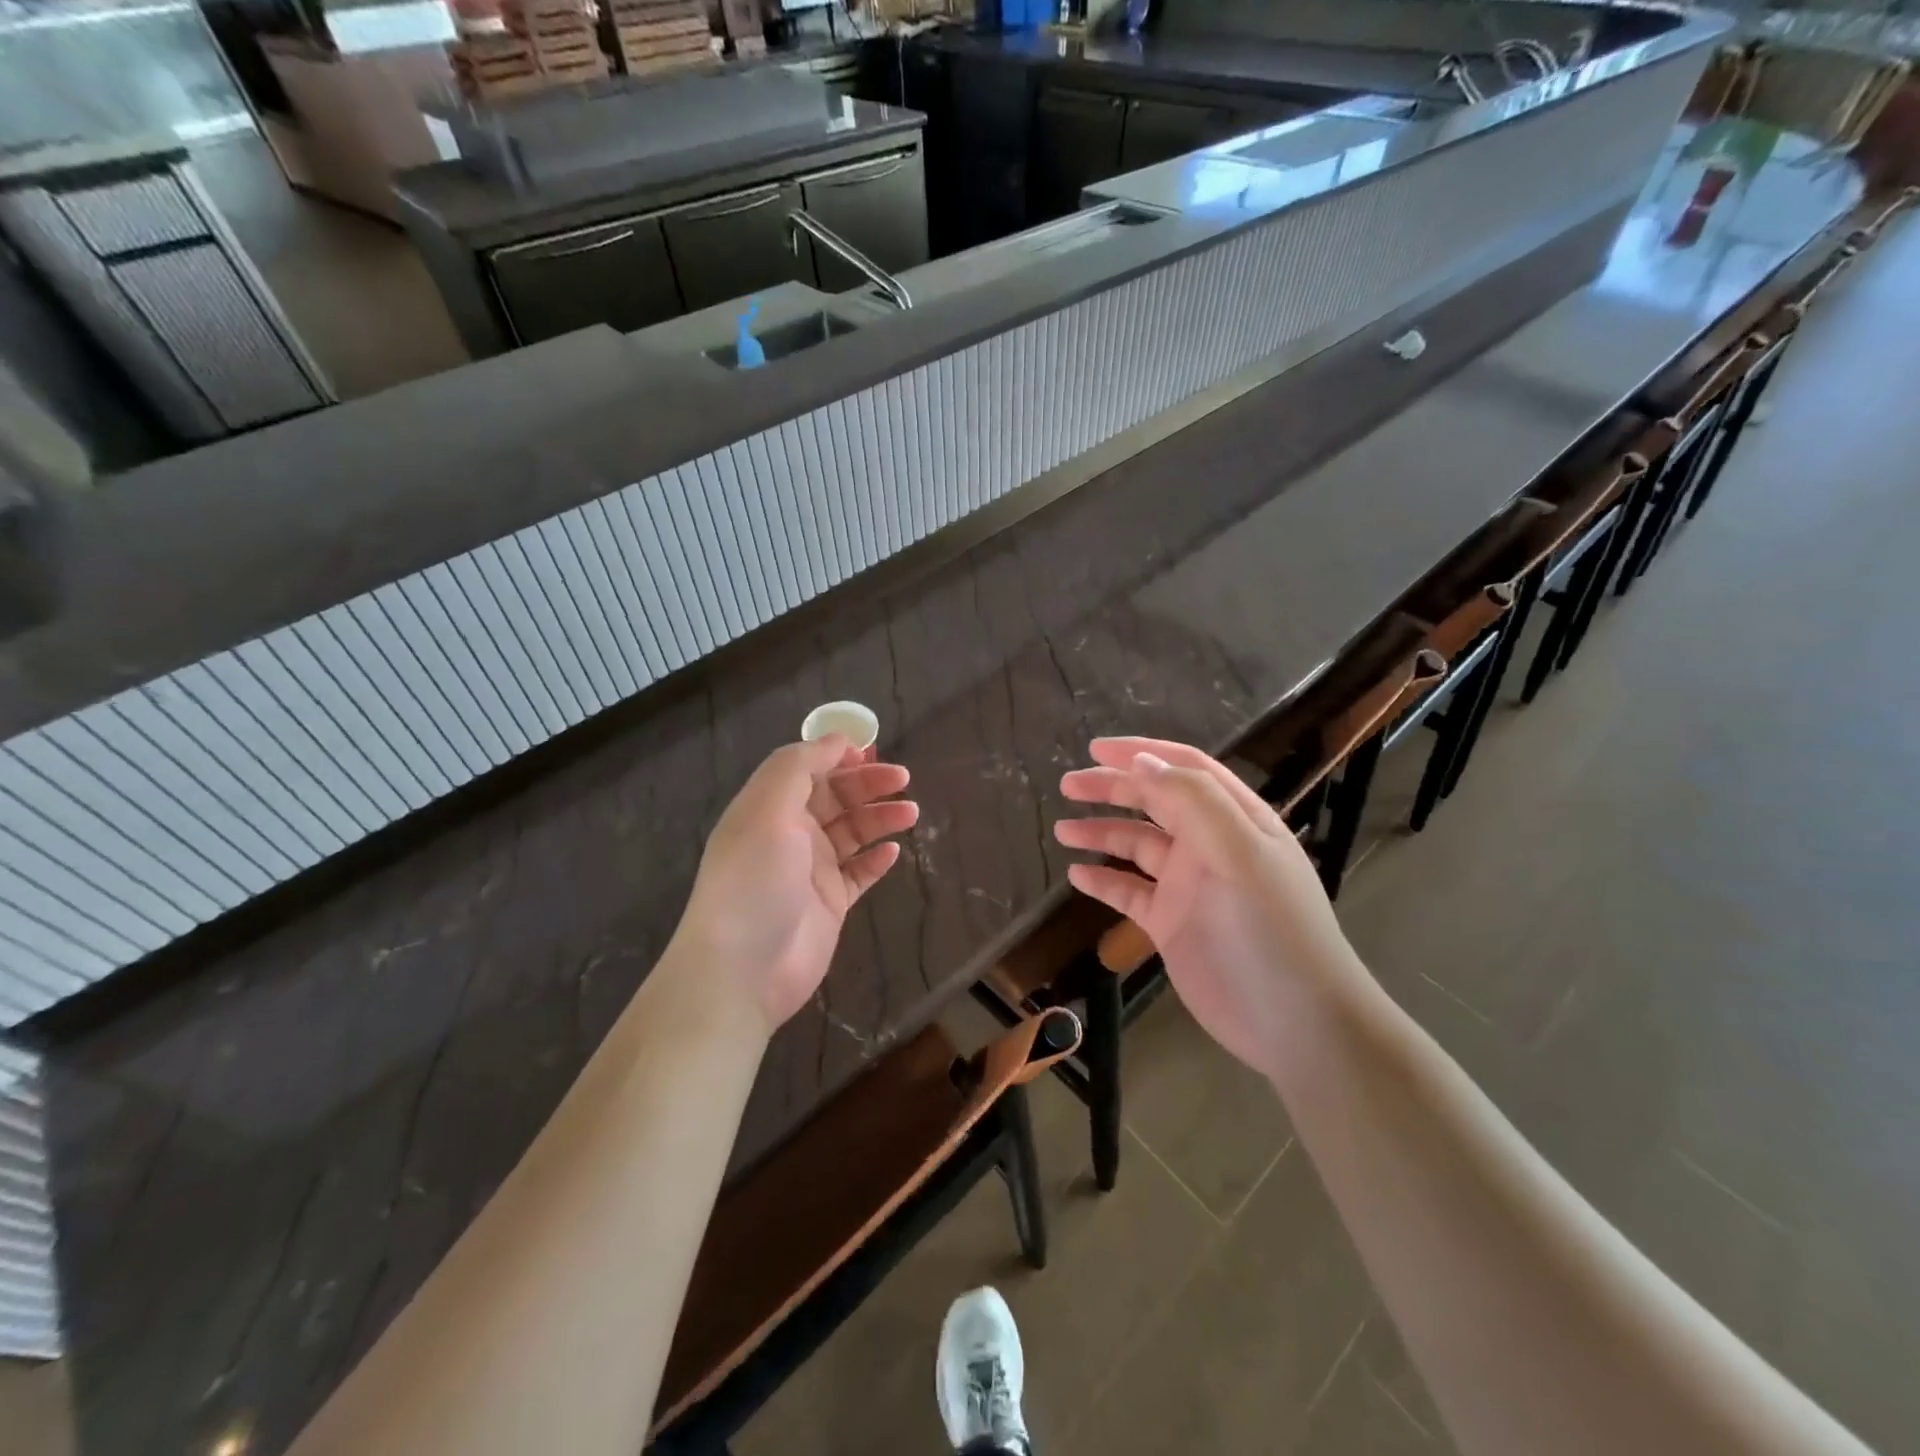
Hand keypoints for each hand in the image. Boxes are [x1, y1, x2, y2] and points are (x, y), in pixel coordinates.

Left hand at [677, 735, 917, 1033]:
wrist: (742, 969)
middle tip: (902, 779)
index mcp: (769, 806)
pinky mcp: (829, 903)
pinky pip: (859, 873)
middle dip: (867, 784)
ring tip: (911, 814)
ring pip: (852, 833)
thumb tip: (837, 740)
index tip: (872, 750)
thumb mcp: (769, 809)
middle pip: (834, 797)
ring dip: (880, 818)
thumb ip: (800, 766)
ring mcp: (810, 870)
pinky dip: (876, 859)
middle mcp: (789, 833)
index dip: (838, 755)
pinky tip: (894, 852)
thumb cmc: (754, 880)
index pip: (807, 768)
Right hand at [1056, 737, 1363, 1077]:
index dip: (1142, 752)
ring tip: (1062, 830)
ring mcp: (1190, 886)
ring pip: (1138, 845)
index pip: (1185, 769)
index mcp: (1235, 819)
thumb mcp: (1238, 854)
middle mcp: (1211, 845)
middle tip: (1068, 785)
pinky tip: (1078, 876)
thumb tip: (1143, 762)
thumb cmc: (1270, 930)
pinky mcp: (1172, 924)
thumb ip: (1192, 802)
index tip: (1096, 747)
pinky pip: (1131, 892)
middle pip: (1155, 802)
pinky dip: (1104, 880)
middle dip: (1112, 788)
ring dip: (1102, 832)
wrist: (1296, 1024)